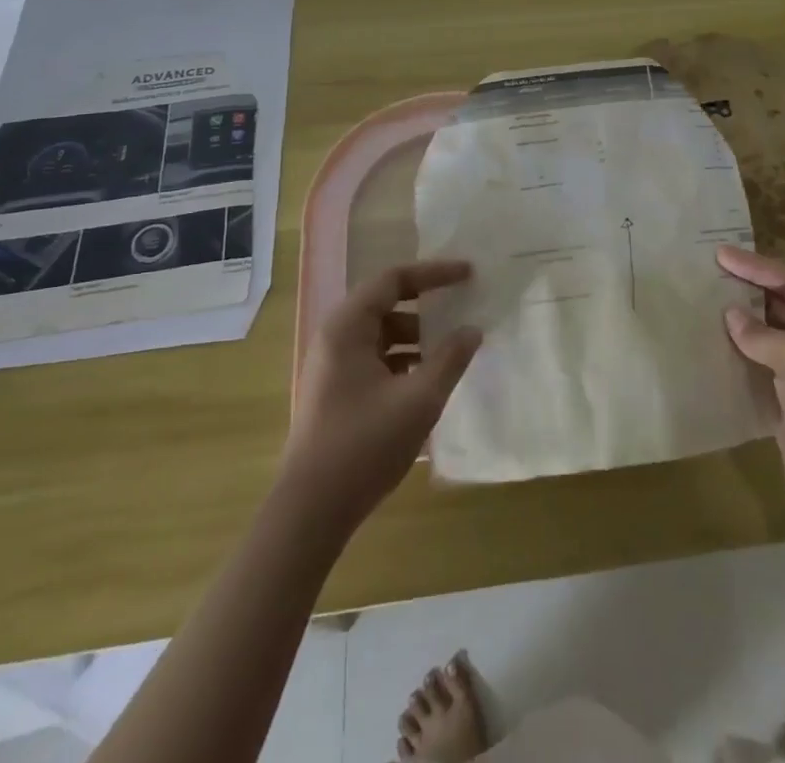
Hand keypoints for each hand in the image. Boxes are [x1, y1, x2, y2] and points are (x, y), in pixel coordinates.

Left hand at [281, 260, 482, 534]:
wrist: (310, 512)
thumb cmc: (364, 445)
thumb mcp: (419, 400)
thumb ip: (450, 358)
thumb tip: (473, 330)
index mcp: (347, 326)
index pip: (394, 279)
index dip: (434, 273)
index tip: (469, 274)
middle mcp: (336, 337)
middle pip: (387, 303)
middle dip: (428, 305)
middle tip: (464, 308)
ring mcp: (333, 365)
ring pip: (383, 333)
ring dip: (418, 336)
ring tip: (453, 349)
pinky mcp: (337, 391)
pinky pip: (376, 358)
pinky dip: (404, 360)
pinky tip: (428, 380)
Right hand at [720, 244, 784, 524]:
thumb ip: (763, 334)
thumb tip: (730, 315)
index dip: (757, 267)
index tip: (721, 254)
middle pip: (781, 302)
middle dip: (747, 287)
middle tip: (709, 268)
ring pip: (768, 329)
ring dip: (740, 316)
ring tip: (705, 295)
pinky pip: (760, 356)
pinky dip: (739, 345)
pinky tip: (713, 335)